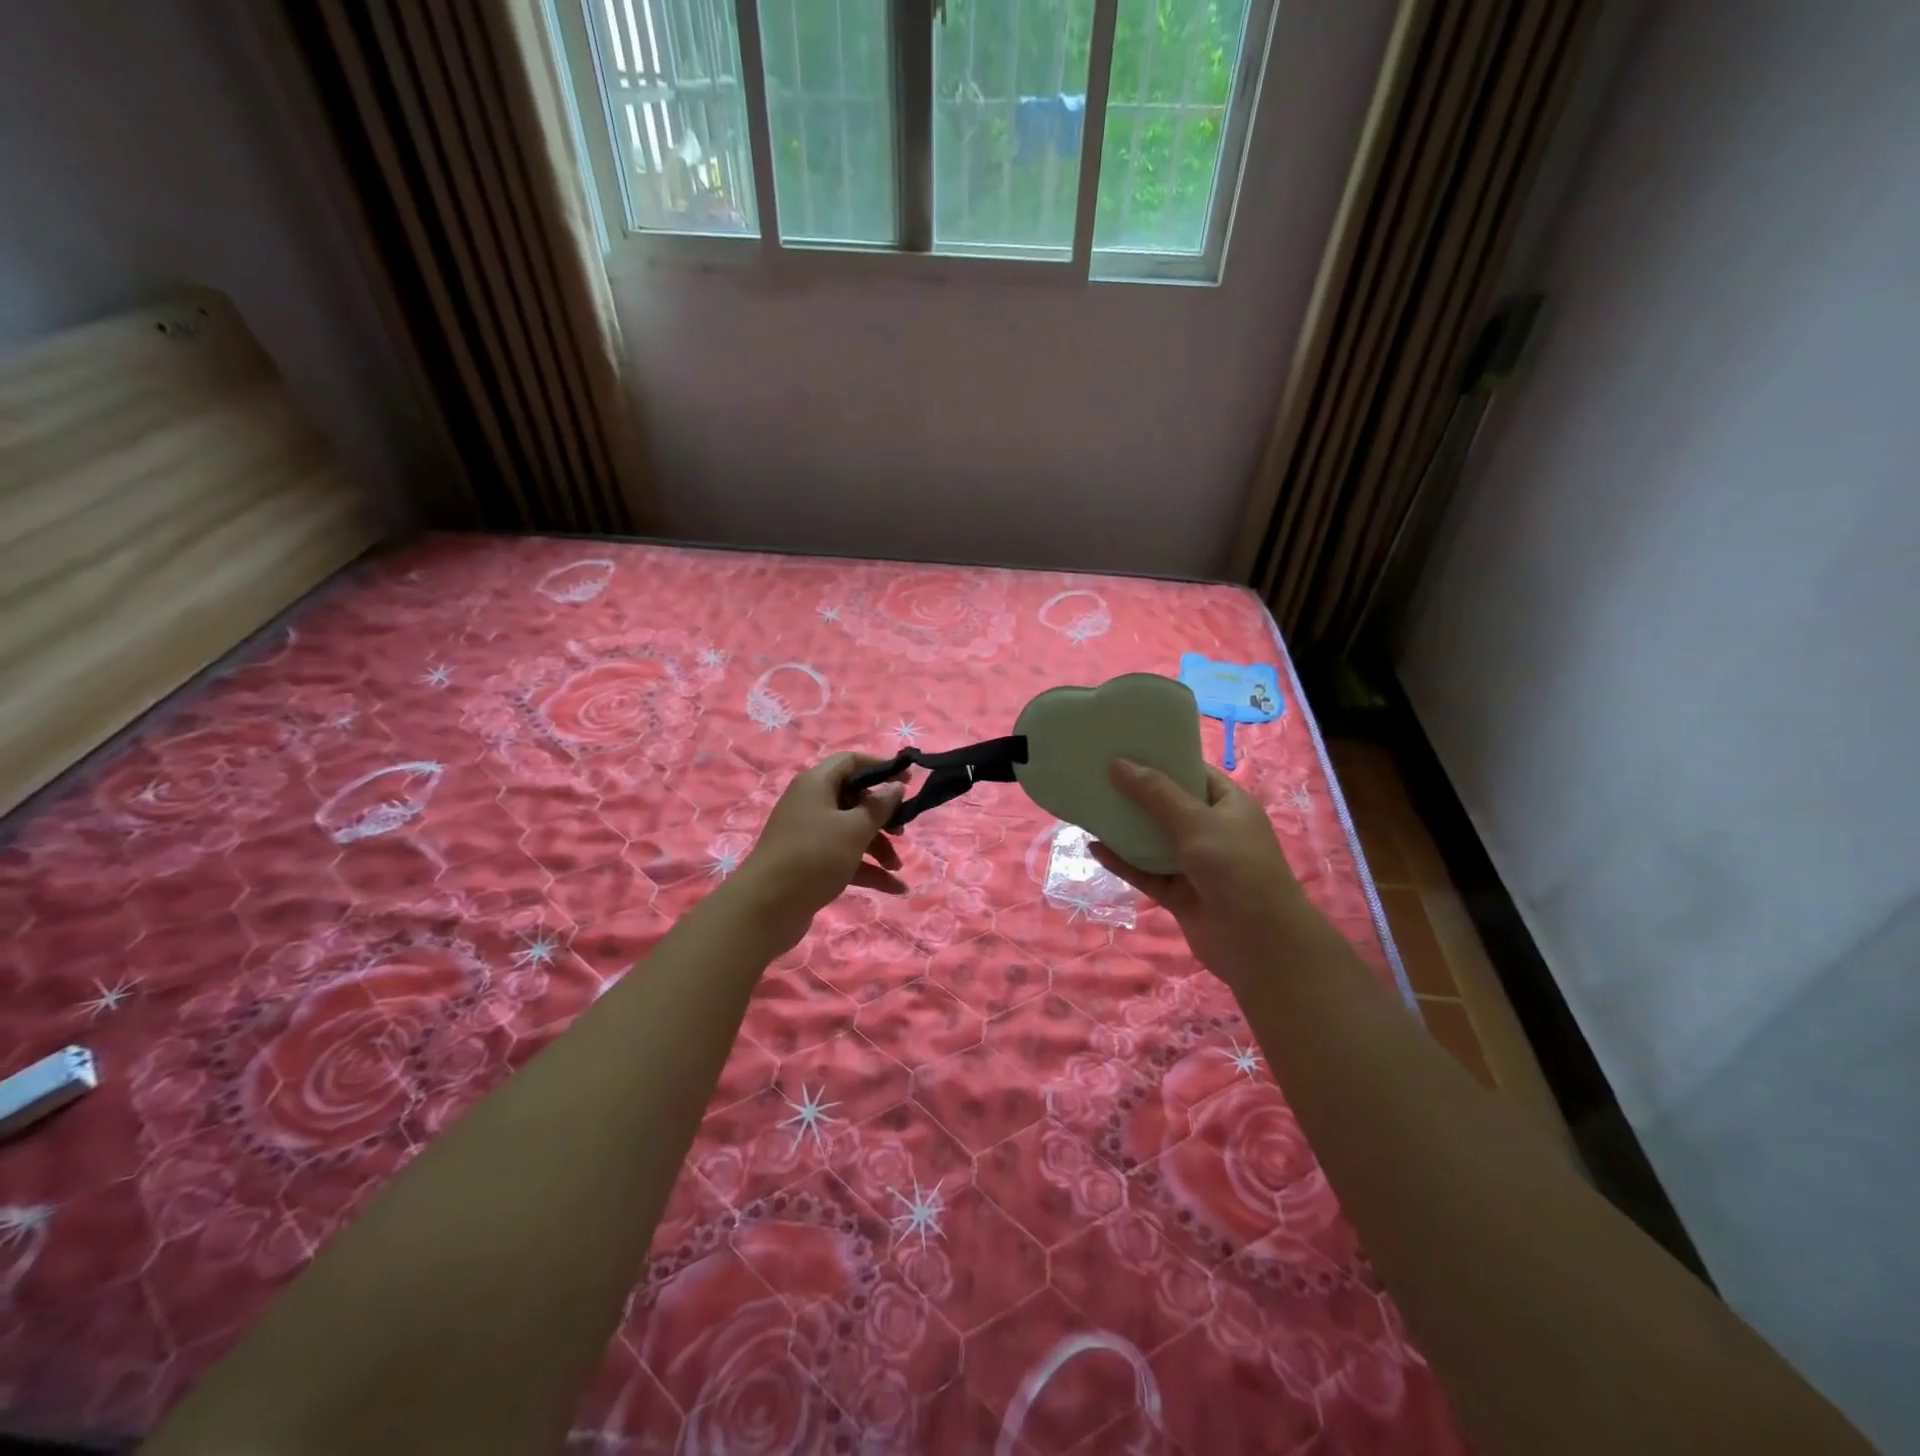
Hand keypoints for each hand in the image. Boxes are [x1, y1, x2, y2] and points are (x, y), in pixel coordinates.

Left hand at [732, 754, 907, 948]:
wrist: (766, 908)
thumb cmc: (814, 856)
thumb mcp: (854, 829)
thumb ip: (880, 806)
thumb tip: (896, 786)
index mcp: (816, 784)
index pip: (851, 762)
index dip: (880, 766)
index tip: (909, 781)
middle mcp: (811, 804)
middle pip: (854, 798)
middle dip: (883, 815)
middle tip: (903, 830)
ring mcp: (809, 835)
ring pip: (852, 831)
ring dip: (878, 847)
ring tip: (898, 867)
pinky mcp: (810, 863)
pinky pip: (845, 857)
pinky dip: (868, 869)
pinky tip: (895, 888)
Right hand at [1090, 759, 1329, 992]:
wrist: (1260, 944)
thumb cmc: (1237, 868)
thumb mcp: (1196, 822)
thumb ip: (1155, 794)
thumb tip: (1117, 763)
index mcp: (1228, 805)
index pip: (1192, 772)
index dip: (1160, 758)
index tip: (1122, 745)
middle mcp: (1212, 830)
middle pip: (1167, 805)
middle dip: (1134, 792)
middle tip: (1096, 773)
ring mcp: (1195, 864)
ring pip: (1153, 840)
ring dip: (1125, 828)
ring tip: (1089, 806)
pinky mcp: (1179, 893)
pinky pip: (1145, 872)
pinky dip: (1122, 861)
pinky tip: (1094, 848)